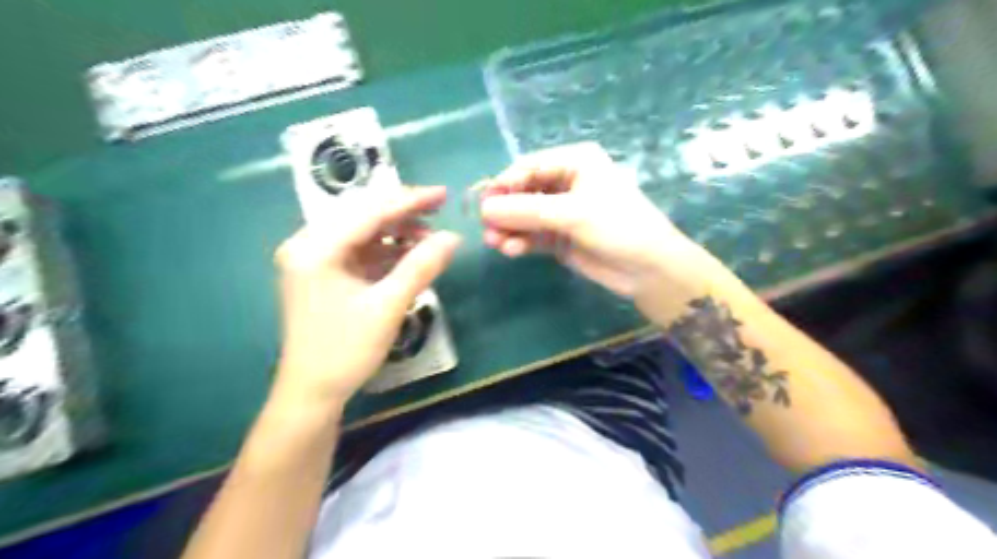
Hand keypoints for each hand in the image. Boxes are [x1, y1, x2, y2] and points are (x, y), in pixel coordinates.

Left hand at [272, 185, 458, 408]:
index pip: (369, 212)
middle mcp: (308, 245)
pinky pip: (358, 251)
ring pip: (361, 232)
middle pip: (362, 216)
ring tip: (429, 236)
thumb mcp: (387, 306)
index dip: (409, 201)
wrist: (312, 393)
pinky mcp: (322, 274)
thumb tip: (453, 237)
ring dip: (395, 232)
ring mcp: (313, 260)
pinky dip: (385, 251)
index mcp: (315, 248)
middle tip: (439, 209)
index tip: (442, 193)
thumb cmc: (345, 350)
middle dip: (402, 212)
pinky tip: (409, 254)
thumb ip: (420, 267)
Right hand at [476, 141, 725, 324]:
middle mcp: (566, 183)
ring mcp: (561, 212)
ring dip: (509, 228)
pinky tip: (511, 250)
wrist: (646, 269)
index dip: (505, 183)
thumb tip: (484, 209)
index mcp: (575, 162)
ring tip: (495, 243)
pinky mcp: (559, 237)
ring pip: (525, 216)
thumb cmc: (617, 227)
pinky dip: (520, 241)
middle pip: (523, 191)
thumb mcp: (572, 213)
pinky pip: (532, 235)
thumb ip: (527, 210)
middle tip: (486, 228)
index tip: (484, 203)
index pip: (529, 166)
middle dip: (505, 209)